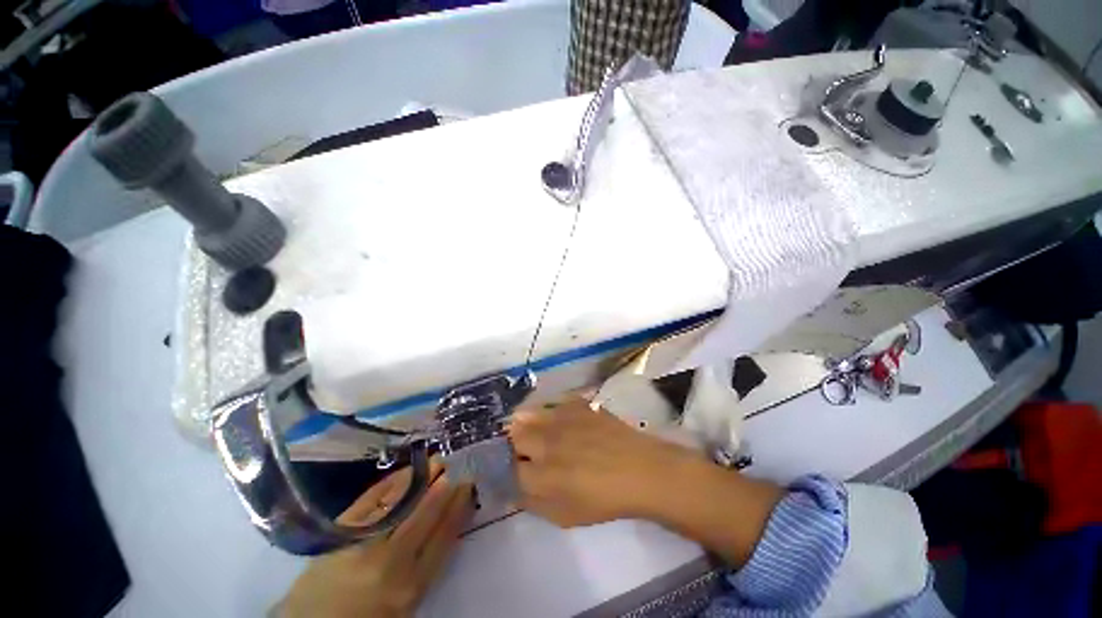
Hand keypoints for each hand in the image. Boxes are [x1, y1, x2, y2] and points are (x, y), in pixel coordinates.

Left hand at [278, 462, 473, 617]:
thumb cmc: (368, 617)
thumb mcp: (406, 604)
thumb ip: (427, 564)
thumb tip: (449, 519)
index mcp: (412, 586)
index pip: (445, 535)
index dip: (460, 505)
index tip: (470, 482)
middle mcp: (391, 562)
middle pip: (427, 513)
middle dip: (446, 483)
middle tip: (460, 461)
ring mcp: (363, 543)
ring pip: (403, 502)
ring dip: (424, 477)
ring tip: (439, 459)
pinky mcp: (340, 532)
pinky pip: (373, 499)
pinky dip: (393, 482)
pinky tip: (407, 470)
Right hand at [508, 396, 703, 526]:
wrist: (639, 470)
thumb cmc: (604, 500)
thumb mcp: (564, 516)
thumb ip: (532, 503)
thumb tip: (512, 489)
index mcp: (541, 475)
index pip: (506, 467)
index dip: (505, 469)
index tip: (511, 470)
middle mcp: (546, 442)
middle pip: (512, 435)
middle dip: (511, 443)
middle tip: (522, 451)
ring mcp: (561, 418)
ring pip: (527, 414)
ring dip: (525, 424)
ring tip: (536, 432)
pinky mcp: (576, 404)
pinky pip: (551, 402)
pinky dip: (548, 410)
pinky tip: (558, 419)